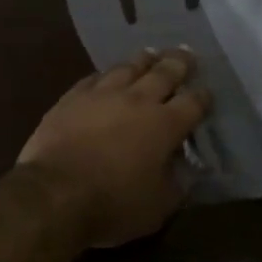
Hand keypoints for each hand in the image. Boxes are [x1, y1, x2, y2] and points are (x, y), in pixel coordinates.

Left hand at [18, 50, 211, 248]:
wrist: (54, 194)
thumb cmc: (113, 204)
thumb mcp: (159, 206)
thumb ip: (177, 182)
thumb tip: (187, 167)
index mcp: (165, 125)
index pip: (193, 103)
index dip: (203, 97)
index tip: (207, 93)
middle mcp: (138, 101)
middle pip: (164, 73)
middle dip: (179, 63)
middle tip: (187, 54)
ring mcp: (102, 95)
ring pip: (128, 68)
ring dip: (144, 60)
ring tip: (151, 54)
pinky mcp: (72, 98)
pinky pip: (94, 78)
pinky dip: (107, 75)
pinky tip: (107, 75)